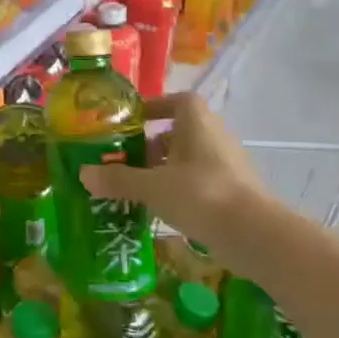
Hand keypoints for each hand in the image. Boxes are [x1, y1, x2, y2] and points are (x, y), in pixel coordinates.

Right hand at [78, 92, 270, 246]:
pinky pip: (198, 183)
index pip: (178, 101)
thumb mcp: (152, 187)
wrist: (255, 236)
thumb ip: (118, 179)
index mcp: (197, 123)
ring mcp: (226, 166)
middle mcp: (215, 137)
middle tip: (123, 161)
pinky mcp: (232, 193)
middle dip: (150, 146)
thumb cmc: (201, 195)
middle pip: (179, 133)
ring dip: (163, 170)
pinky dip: (178, 191)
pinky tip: (159, 210)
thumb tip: (83, 174)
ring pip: (188, 160)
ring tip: (134, 188)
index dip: (155, 107)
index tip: (132, 122)